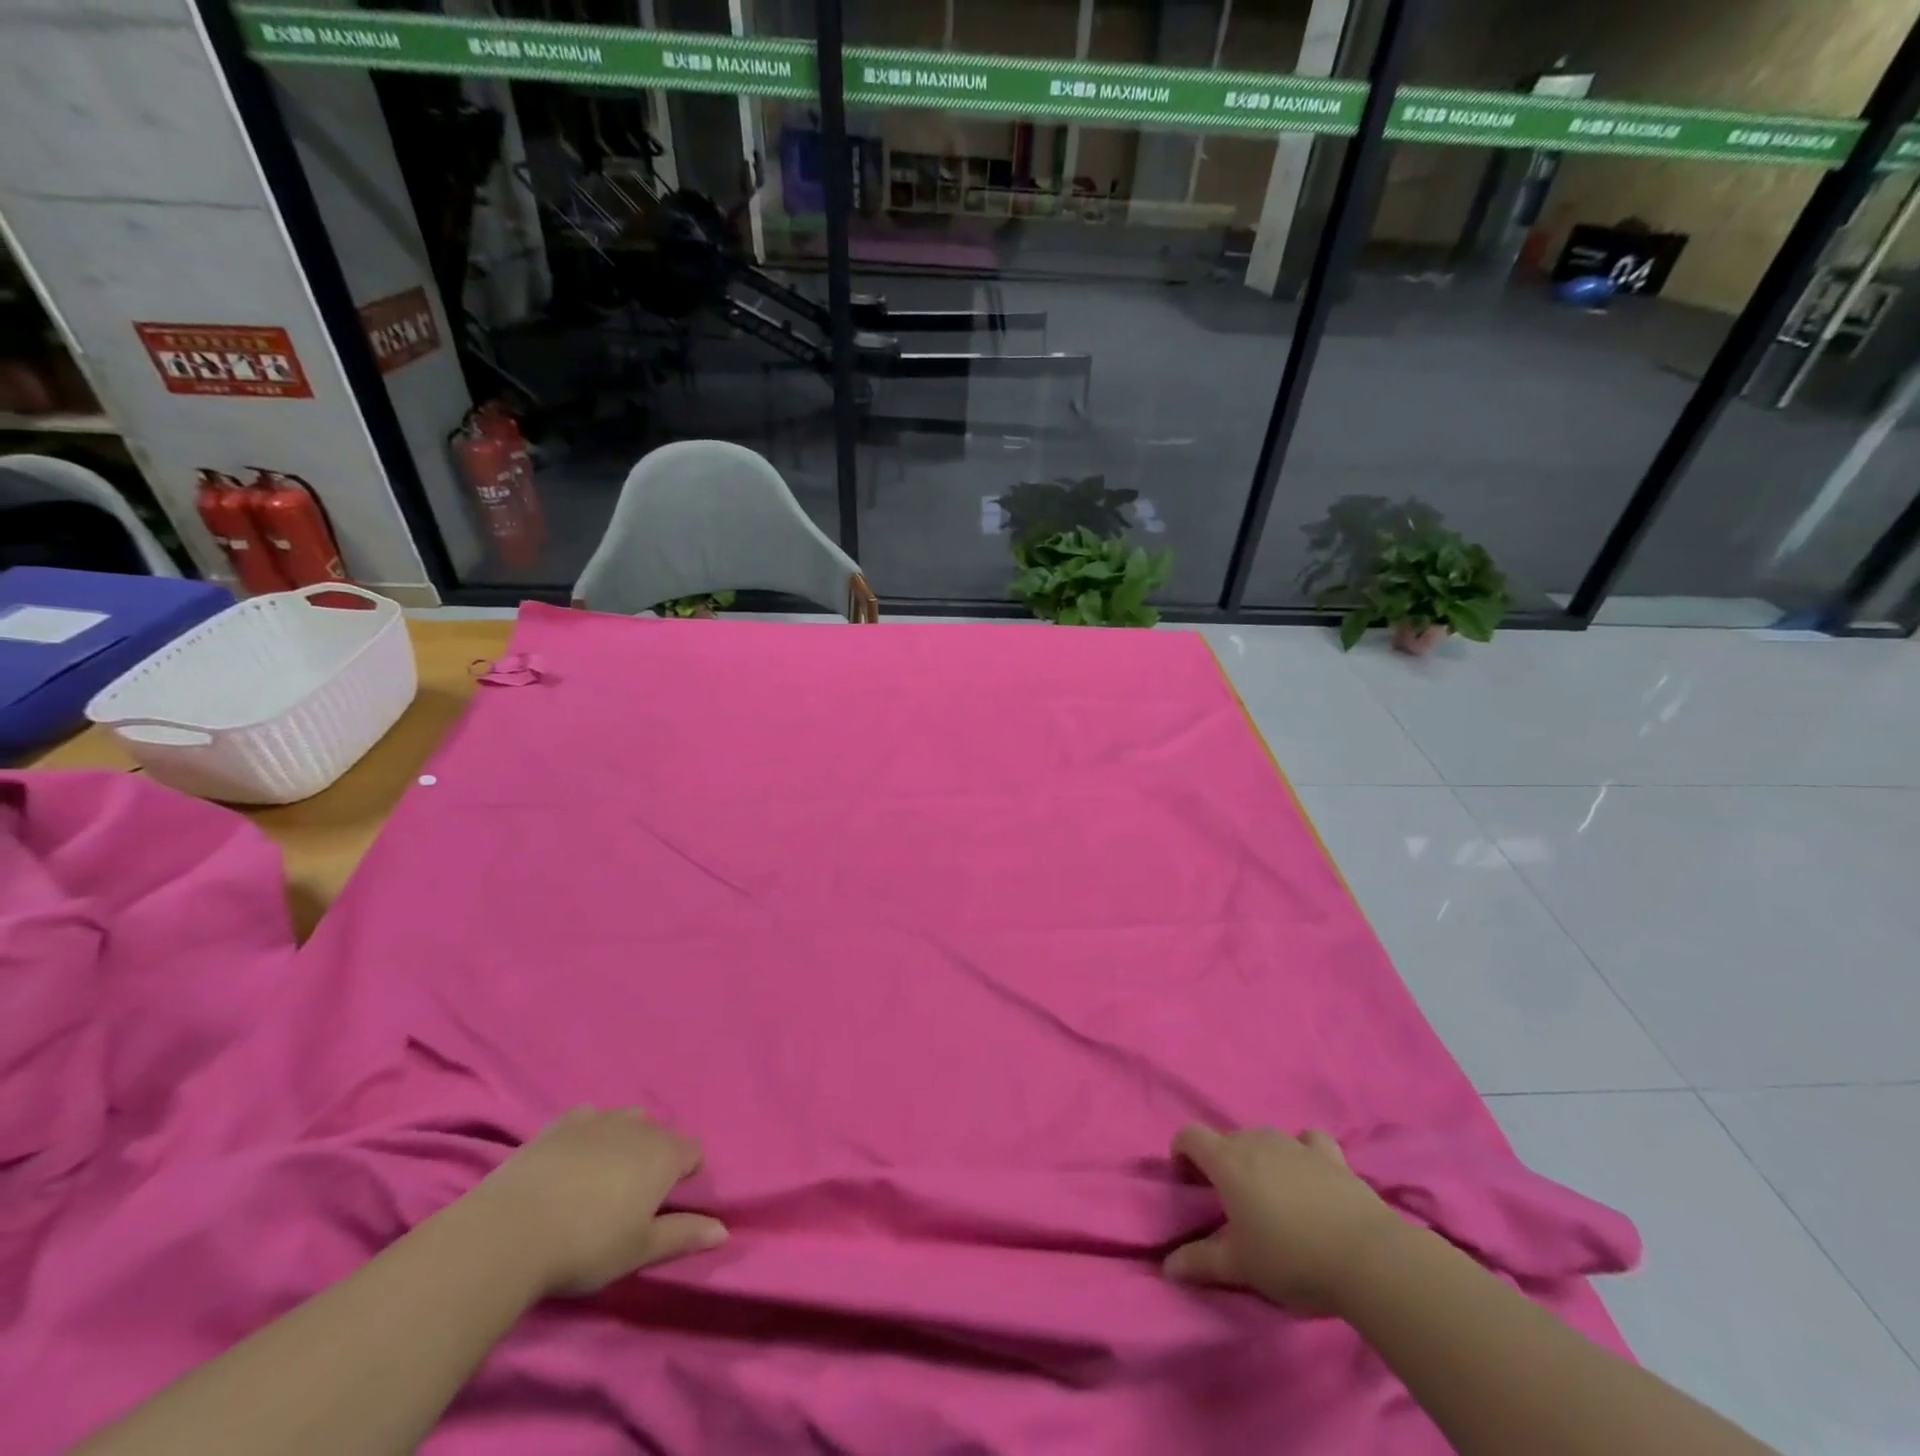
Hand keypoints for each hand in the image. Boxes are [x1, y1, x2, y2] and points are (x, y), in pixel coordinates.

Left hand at [472, 1107, 726, 1297]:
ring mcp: (599, 1119)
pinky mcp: (562, 1123)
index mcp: (664, 1154)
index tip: (668, 1202)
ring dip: (626, 1141)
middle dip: (657, 1156)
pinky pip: (589, 1118)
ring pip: (627, 1120)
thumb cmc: (586, 1246)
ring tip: (604, 1177)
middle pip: (661, 1134)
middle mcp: (639, 1127)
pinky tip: (575, 1157)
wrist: (510, 1232)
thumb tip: (724, 1231)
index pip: (693, 1151)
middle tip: (634, 1196)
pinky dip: (590, 1133)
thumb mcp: (639, 1250)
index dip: (687, 1173)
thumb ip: (683, 1236)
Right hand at [1163, 1125, 1398, 1315]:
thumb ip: (1201, 1262)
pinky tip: (1309, 1173)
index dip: (1182, 1151)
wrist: (1367, 1257)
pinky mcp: (1331, 1155)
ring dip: (1260, 1159)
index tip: (1187, 1179)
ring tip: (1272, 1196)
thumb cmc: (1292, 1258)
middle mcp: (1257, 1140)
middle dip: (1223, 1163)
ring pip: (1265, 1139)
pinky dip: (1303, 1151)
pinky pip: (1308, 1141)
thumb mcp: (1241, 1267)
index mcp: (1227, 1161)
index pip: (1190, 1135)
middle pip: (1228, 1139)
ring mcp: (1295, 1144)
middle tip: (1232, 1203)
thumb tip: (1167, 1267)